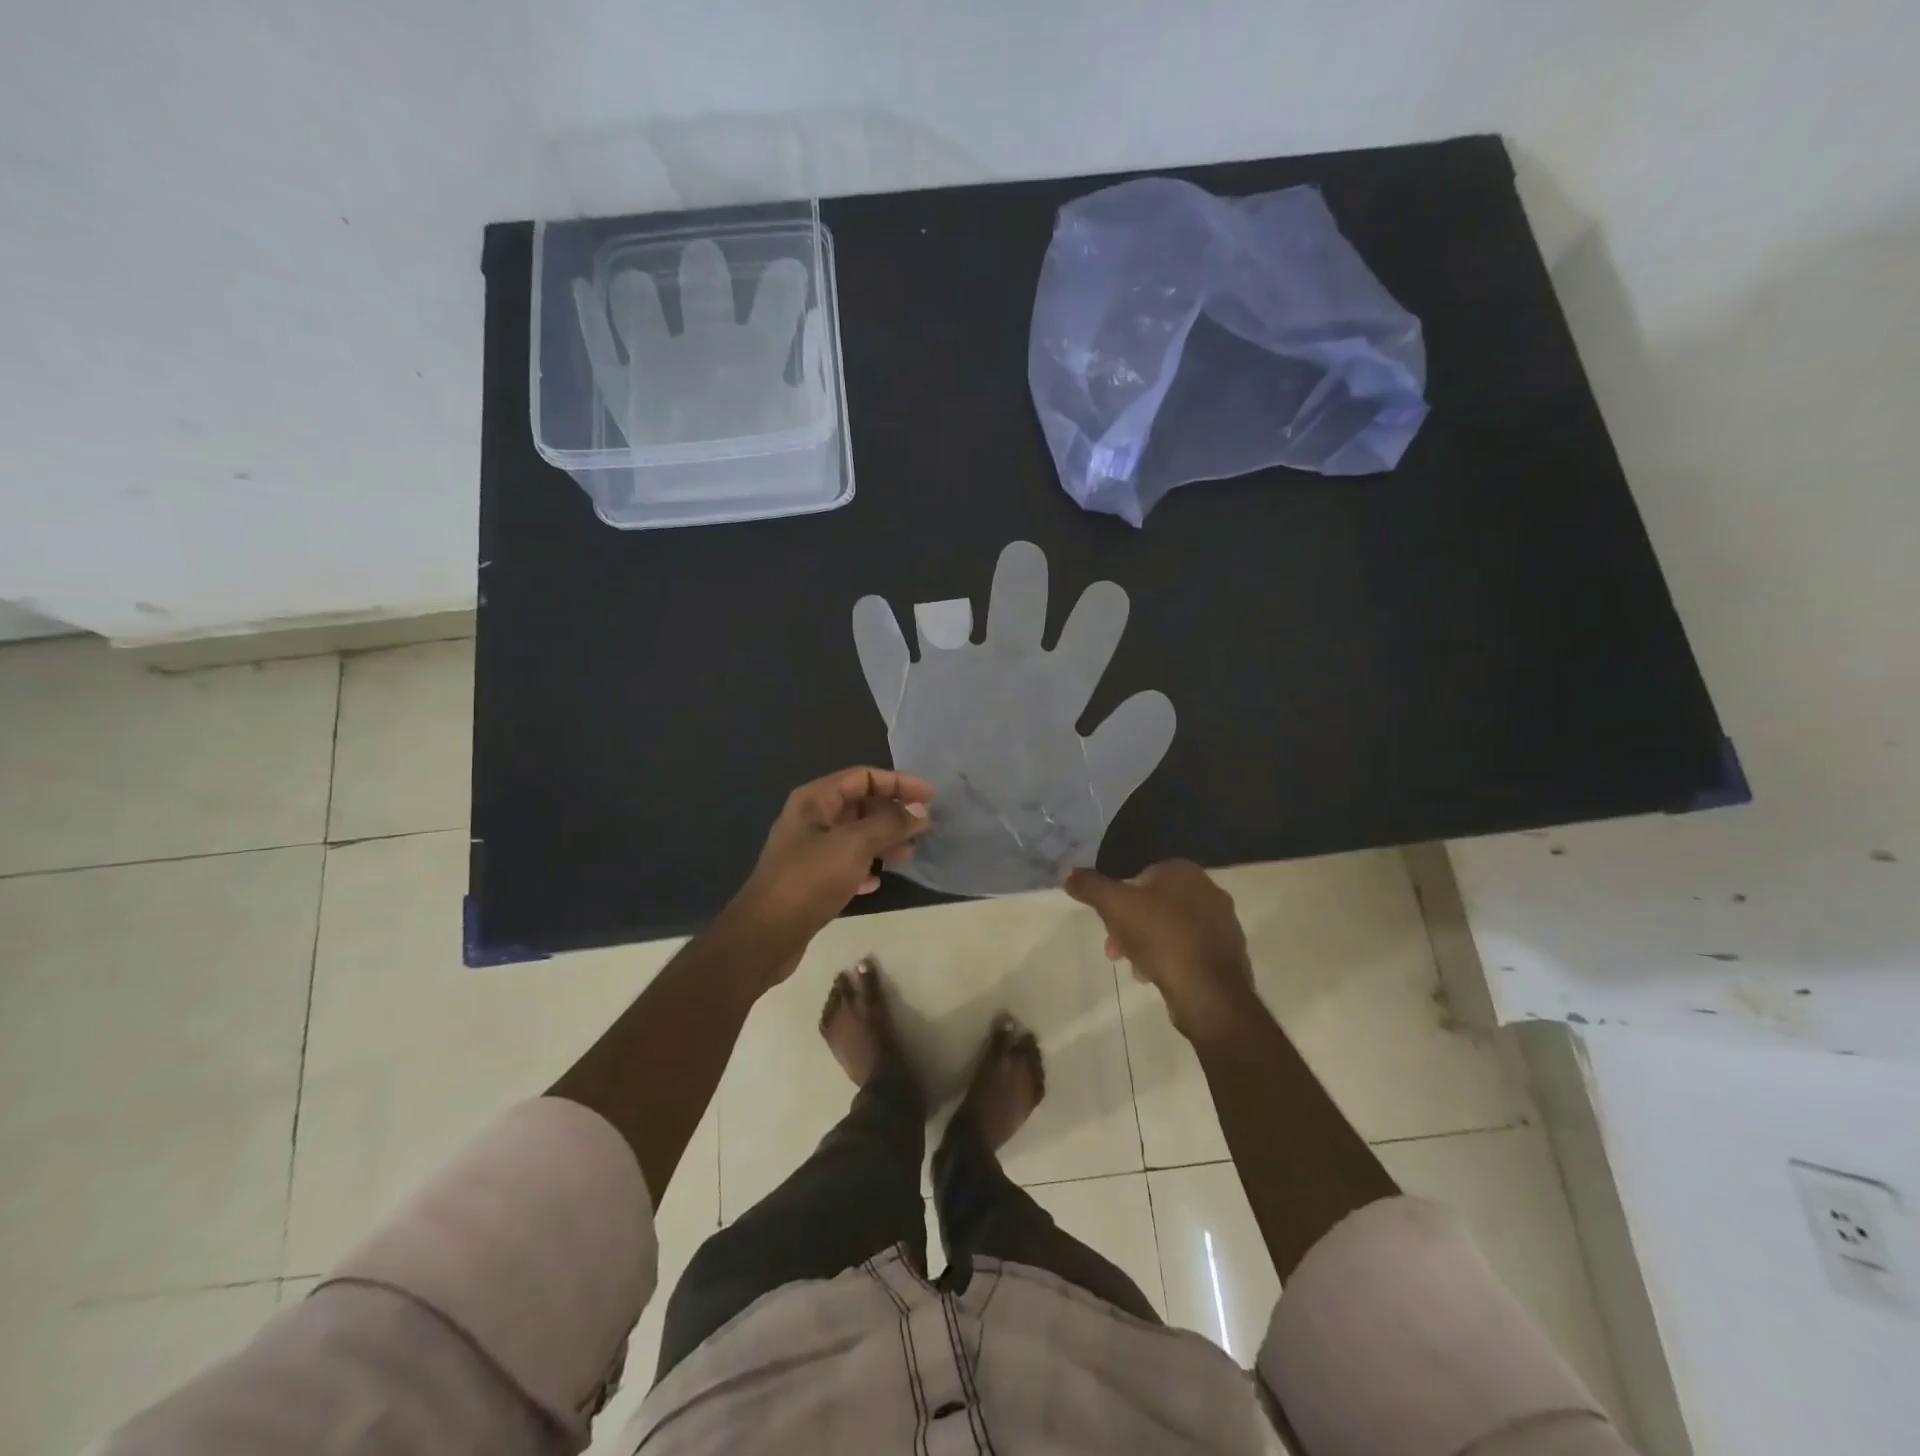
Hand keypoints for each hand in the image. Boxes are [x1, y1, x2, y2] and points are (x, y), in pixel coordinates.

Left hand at [728, 767, 933, 972]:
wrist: (765, 935)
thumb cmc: (809, 880)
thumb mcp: (854, 845)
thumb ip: (890, 824)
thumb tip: (919, 812)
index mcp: (815, 799)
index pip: (863, 776)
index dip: (899, 782)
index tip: (930, 797)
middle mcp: (811, 818)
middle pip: (860, 804)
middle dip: (893, 813)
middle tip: (924, 829)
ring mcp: (809, 850)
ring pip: (855, 835)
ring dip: (883, 841)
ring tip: (908, 856)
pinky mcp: (810, 879)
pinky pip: (845, 863)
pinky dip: (865, 866)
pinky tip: (878, 881)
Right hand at [1064, 860, 1256, 1043]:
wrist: (1208, 992)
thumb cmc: (1160, 938)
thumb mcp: (1115, 907)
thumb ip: (1090, 886)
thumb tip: (1067, 871)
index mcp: (1184, 872)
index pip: (1141, 875)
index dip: (1118, 898)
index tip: (1106, 922)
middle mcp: (1209, 890)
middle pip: (1155, 903)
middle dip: (1130, 925)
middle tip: (1114, 949)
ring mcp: (1223, 923)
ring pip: (1171, 927)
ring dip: (1147, 944)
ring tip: (1134, 968)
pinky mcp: (1228, 953)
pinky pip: (1189, 949)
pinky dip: (1170, 959)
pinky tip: (1157, 977)